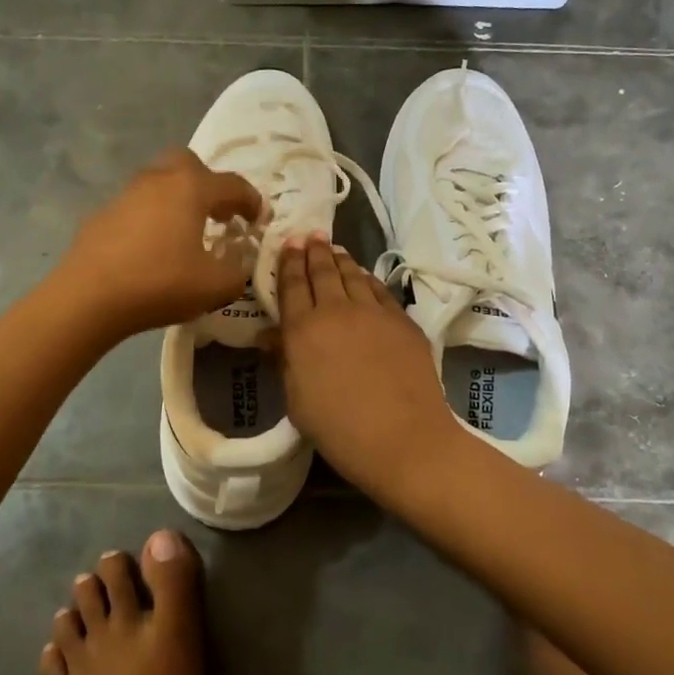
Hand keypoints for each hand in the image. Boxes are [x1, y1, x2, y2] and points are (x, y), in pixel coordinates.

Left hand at [59, 149, 264, 338]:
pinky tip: (151, 250)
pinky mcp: (101, 215)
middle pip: (189, 164)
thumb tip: (235, 264)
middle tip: (218, 215)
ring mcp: (125, 194)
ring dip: (178, 201)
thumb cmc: (160, 283)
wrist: (87, 297)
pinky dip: (151, 219)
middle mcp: (159, 180)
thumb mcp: (216, 286)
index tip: (259, 221)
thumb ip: (237, 272)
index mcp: (191, 188)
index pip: (233, 184)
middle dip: (209, 184)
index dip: (252, 201)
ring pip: (160, 183)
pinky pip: (137, 207)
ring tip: (186, 234)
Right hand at [271, 235, 453, 487]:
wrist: (404, 439)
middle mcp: (336, 311)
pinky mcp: (403, 321)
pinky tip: (364, 277)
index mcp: (303, 330)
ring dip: (341, 260)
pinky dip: (368, 279)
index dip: (289, 261)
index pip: (292, 285)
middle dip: (314, 251)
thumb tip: (268, 336)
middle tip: (311, 235)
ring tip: (335, 249)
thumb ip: (284, 361)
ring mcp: (374, 313)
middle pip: (323, 272)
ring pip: (353, 275)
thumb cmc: (339, 429)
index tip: (289, 242)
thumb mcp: (297, 402)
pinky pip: (380, 290)